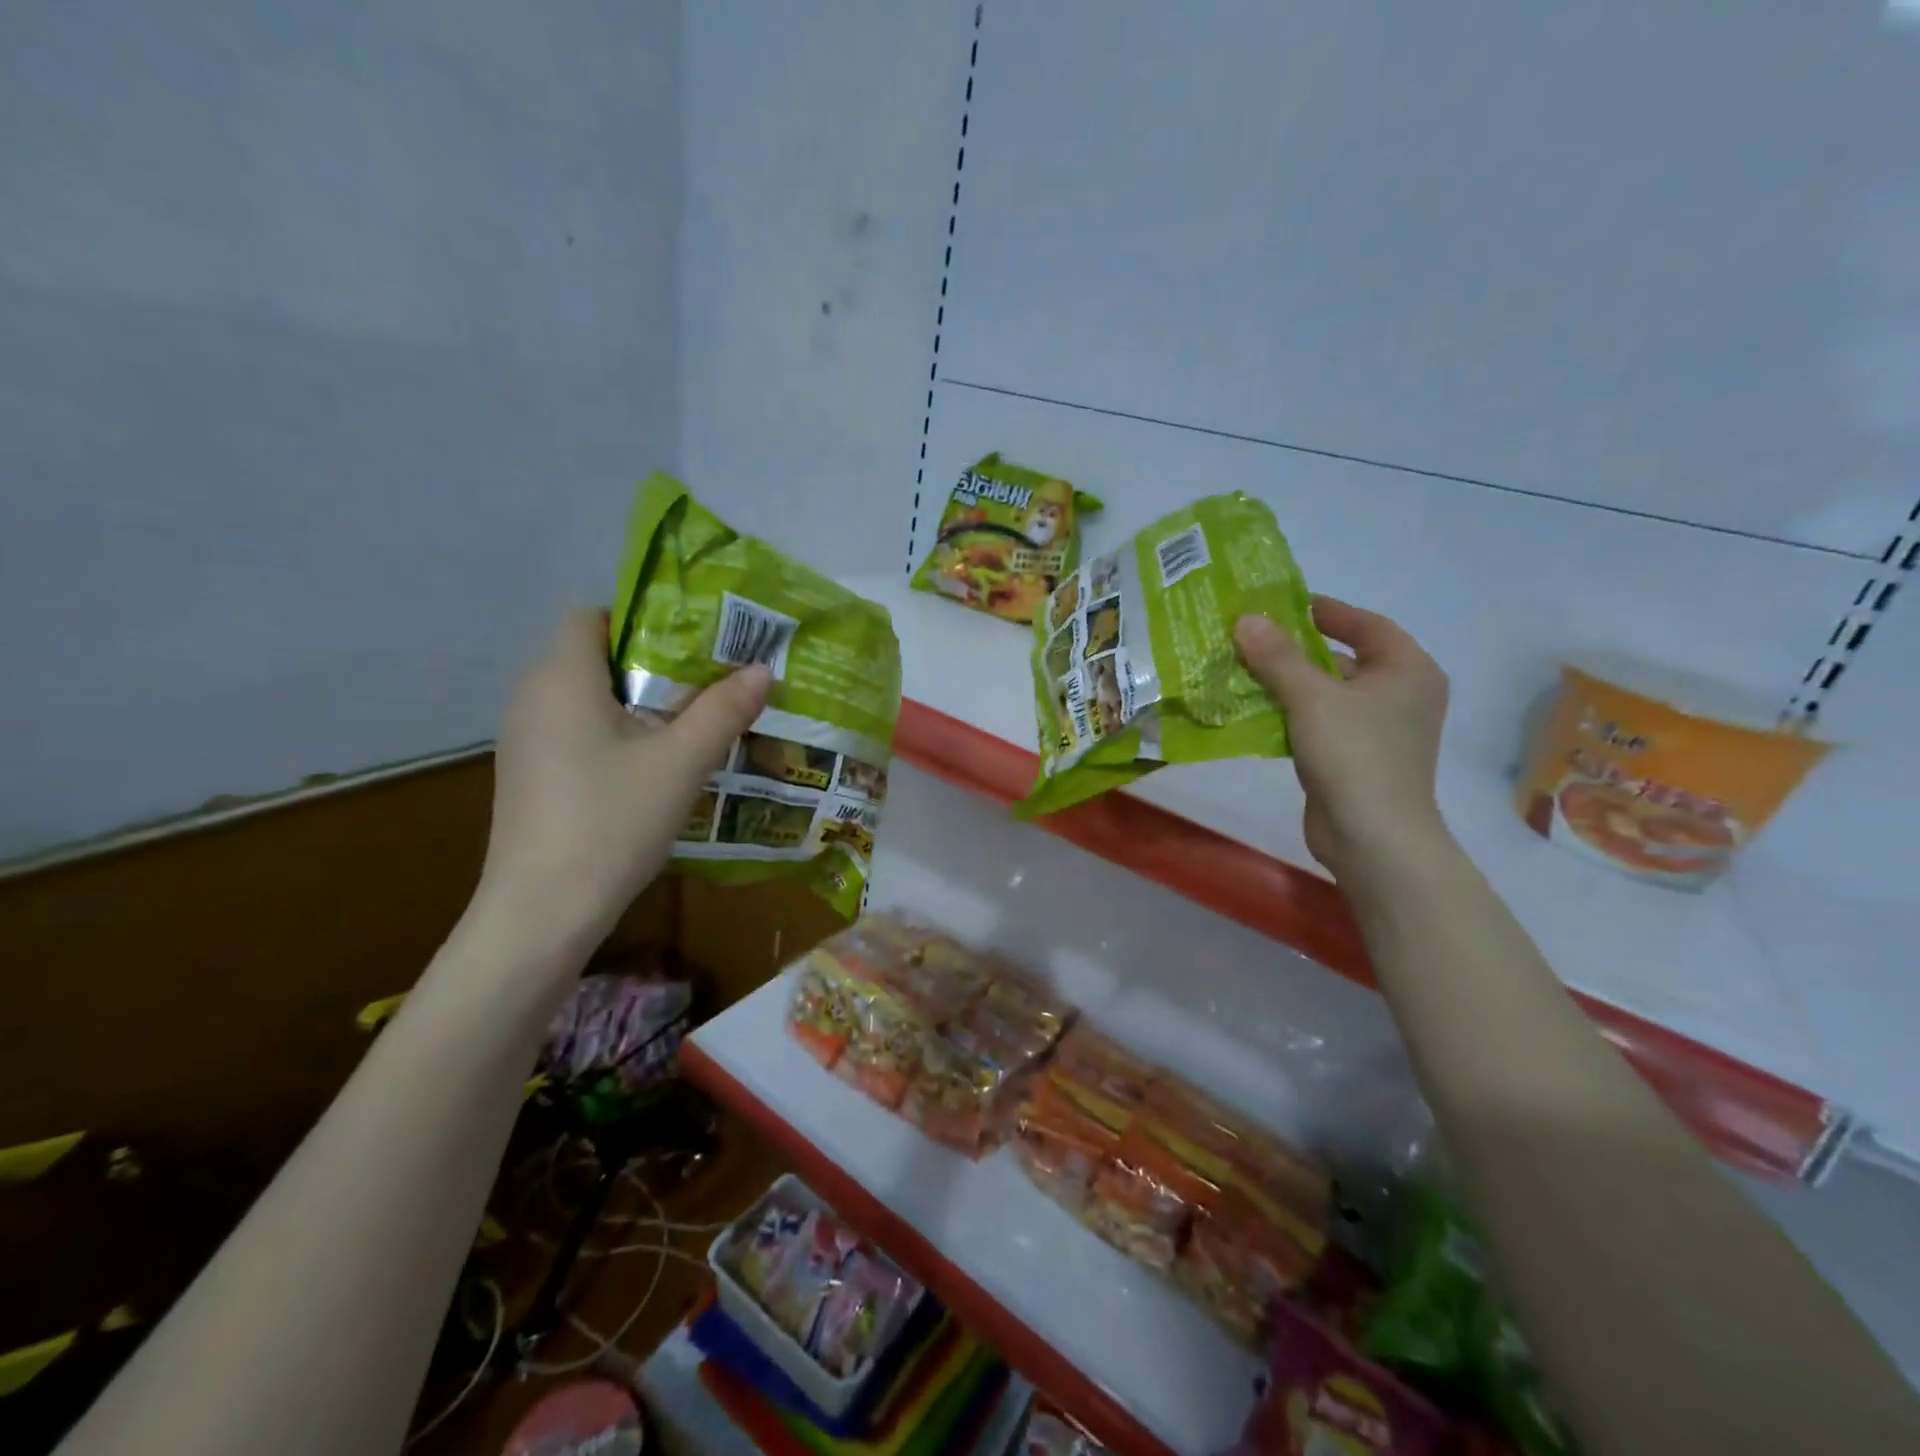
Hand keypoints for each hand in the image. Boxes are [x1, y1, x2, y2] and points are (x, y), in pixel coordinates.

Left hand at [475, 610, 770, 956]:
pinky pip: (578, 729)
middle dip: (654, 661)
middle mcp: (532, 697)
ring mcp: (526, 739)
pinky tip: (655, 762)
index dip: (644, 618)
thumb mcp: (681, 763)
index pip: (594, 615)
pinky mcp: (532, 774)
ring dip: (639, 700)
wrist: (541, 913)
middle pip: (595, 655)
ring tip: (695, 718)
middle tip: (712, 678)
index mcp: (561, 678)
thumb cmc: (611, 823)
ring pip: (588, 696)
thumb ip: (723, 710)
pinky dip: (617, 730)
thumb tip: (762, 670)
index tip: (696, 641)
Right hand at [1234, 597, 1450, 879]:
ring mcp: (1379, 730)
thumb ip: (1277, 656)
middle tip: (1251, 639)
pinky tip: (1254, 712)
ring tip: (1242, 672)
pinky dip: (1290, 715)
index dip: (1327, 611)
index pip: (1367, 625)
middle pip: (1343, 659)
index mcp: (1408, 670)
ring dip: (1287, 684)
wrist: (1372, 838)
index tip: (1284, 604)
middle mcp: (1401, 695)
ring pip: (1327, 694)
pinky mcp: (1356, 758)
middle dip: (1296, 650)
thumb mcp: (1311, 698)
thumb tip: (1246, 620)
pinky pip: (1319, 723)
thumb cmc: (1354, 755)